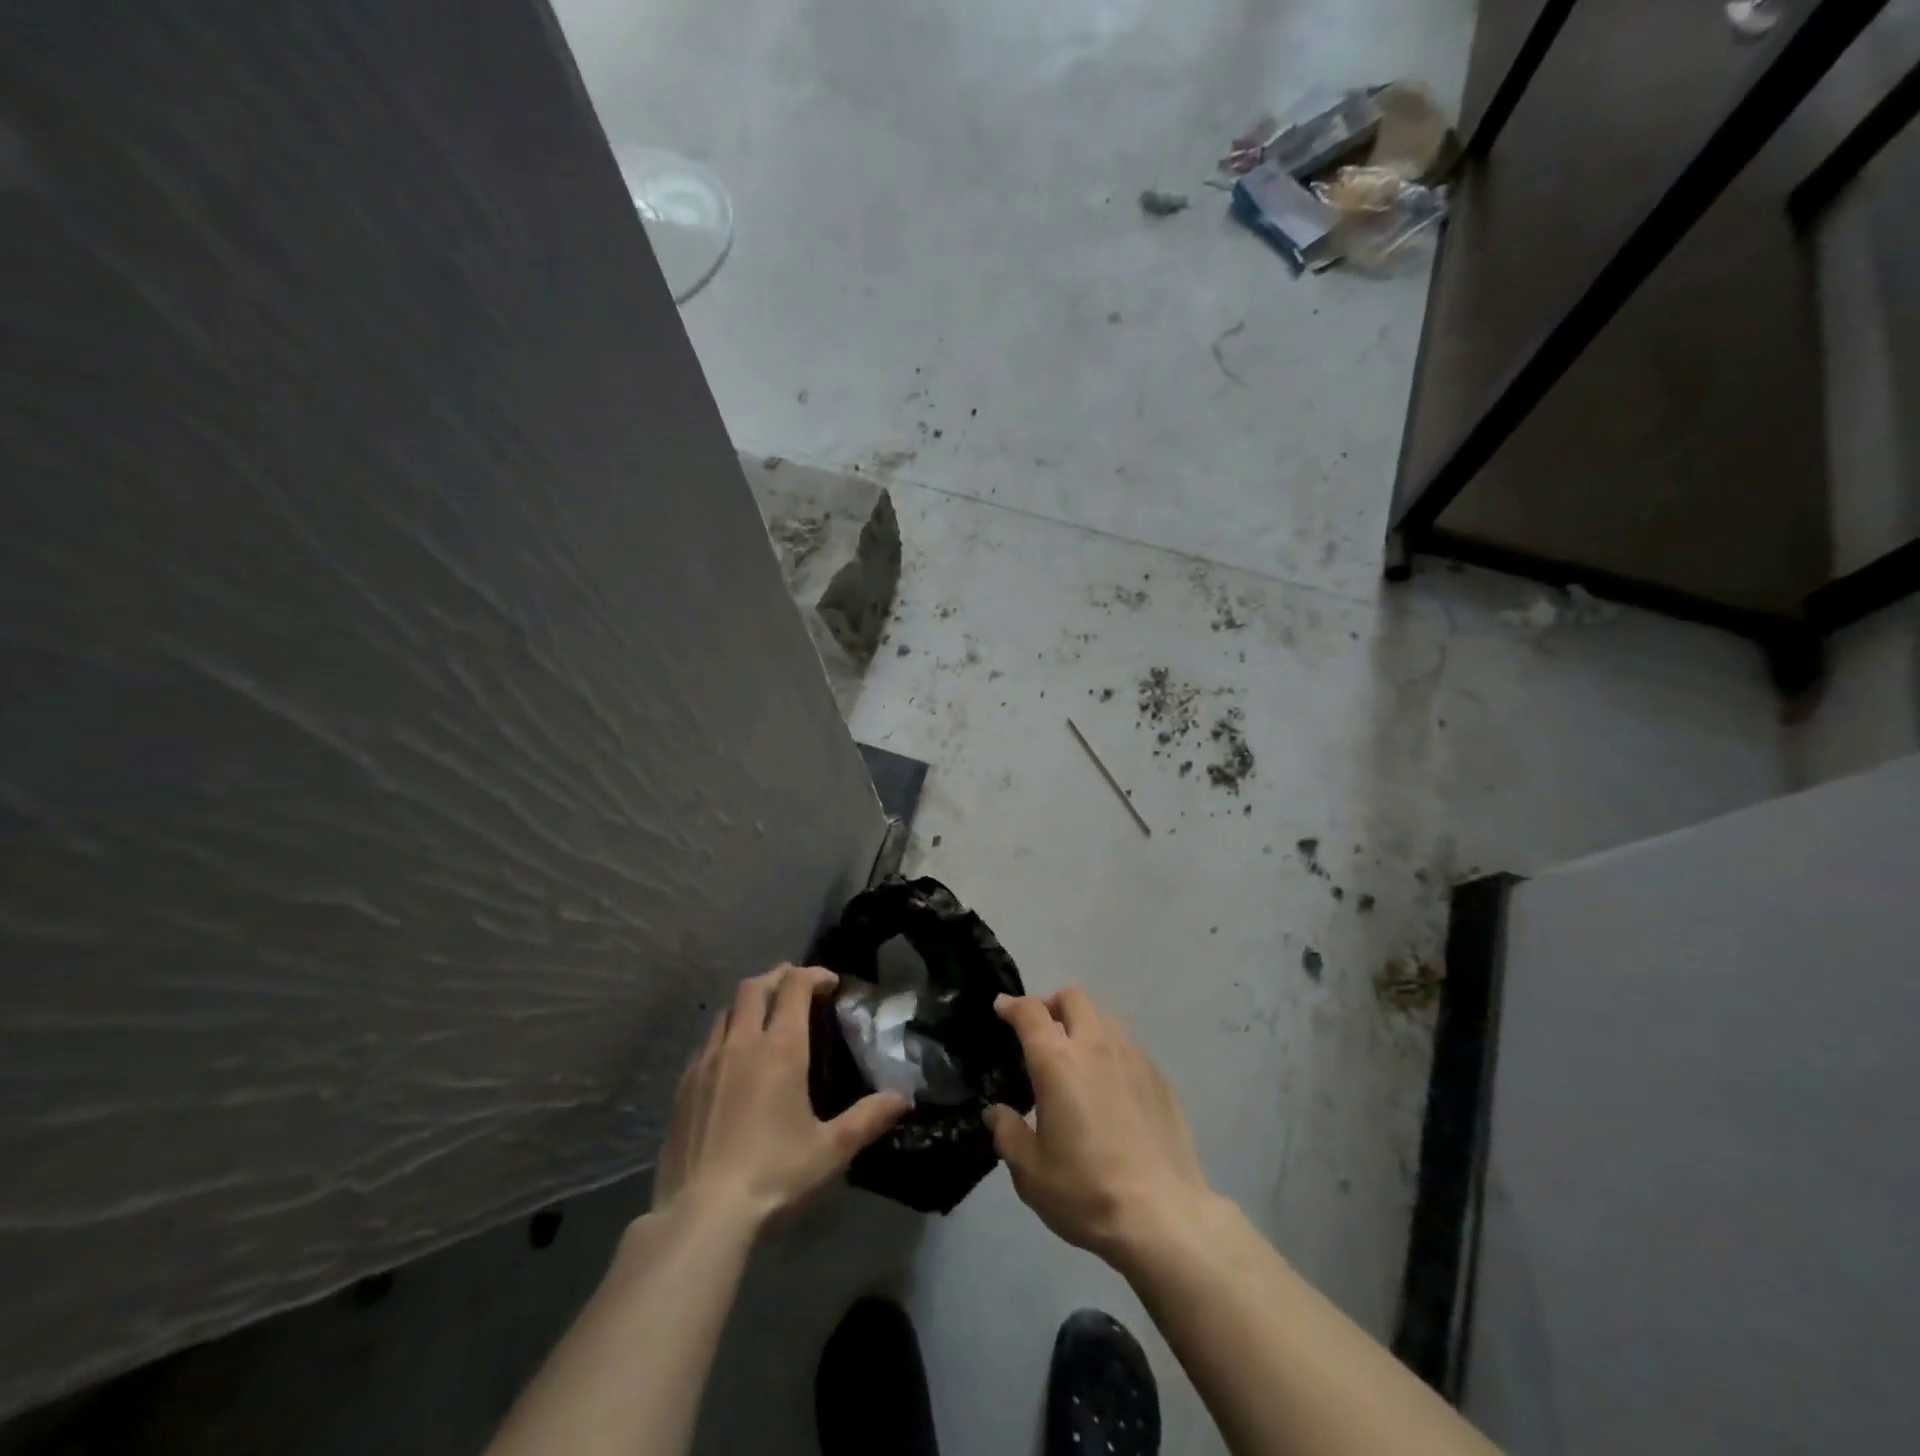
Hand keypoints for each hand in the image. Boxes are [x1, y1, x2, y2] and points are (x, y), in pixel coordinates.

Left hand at [653, 964, 910, 1230]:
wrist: (701, 1214)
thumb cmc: (774, 1175)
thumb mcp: (831, 1150)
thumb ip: (868, 1118)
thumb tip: (904, 1097)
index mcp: (780, 1048)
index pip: (794, 986)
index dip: (813, 975)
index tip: (830, 983)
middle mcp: (742, 1042)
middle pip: (755, 986)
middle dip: (779, 977)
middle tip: (797, 988)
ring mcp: (707, 1062)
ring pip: (727, 1011)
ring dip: (749, 1003)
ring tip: (765, 1019)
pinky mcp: (684, 1085)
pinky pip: (707, 1042)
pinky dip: (726, 1034)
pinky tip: (733, 1061)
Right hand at [985, 989, 1217, 1265]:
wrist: (1163, 1217)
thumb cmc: (1086, 1191)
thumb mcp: (1030, 1172)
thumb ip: (1008, 1133)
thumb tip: (997, 1112)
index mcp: (1057, 1061)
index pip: (1030, 1013)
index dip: (1012, 1005)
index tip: (1002, 1008)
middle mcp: (1095, 1046)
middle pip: (1073, 998)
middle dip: (1051, 1004)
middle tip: (1040, 1030)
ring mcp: (1133, 1058)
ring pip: (1104, 1018)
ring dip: (1084, 1026)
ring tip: (1076, 1058)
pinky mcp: (1160, 1078)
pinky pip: (1128, 1048)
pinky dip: (1110, 1053)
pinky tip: (1110, 1087)